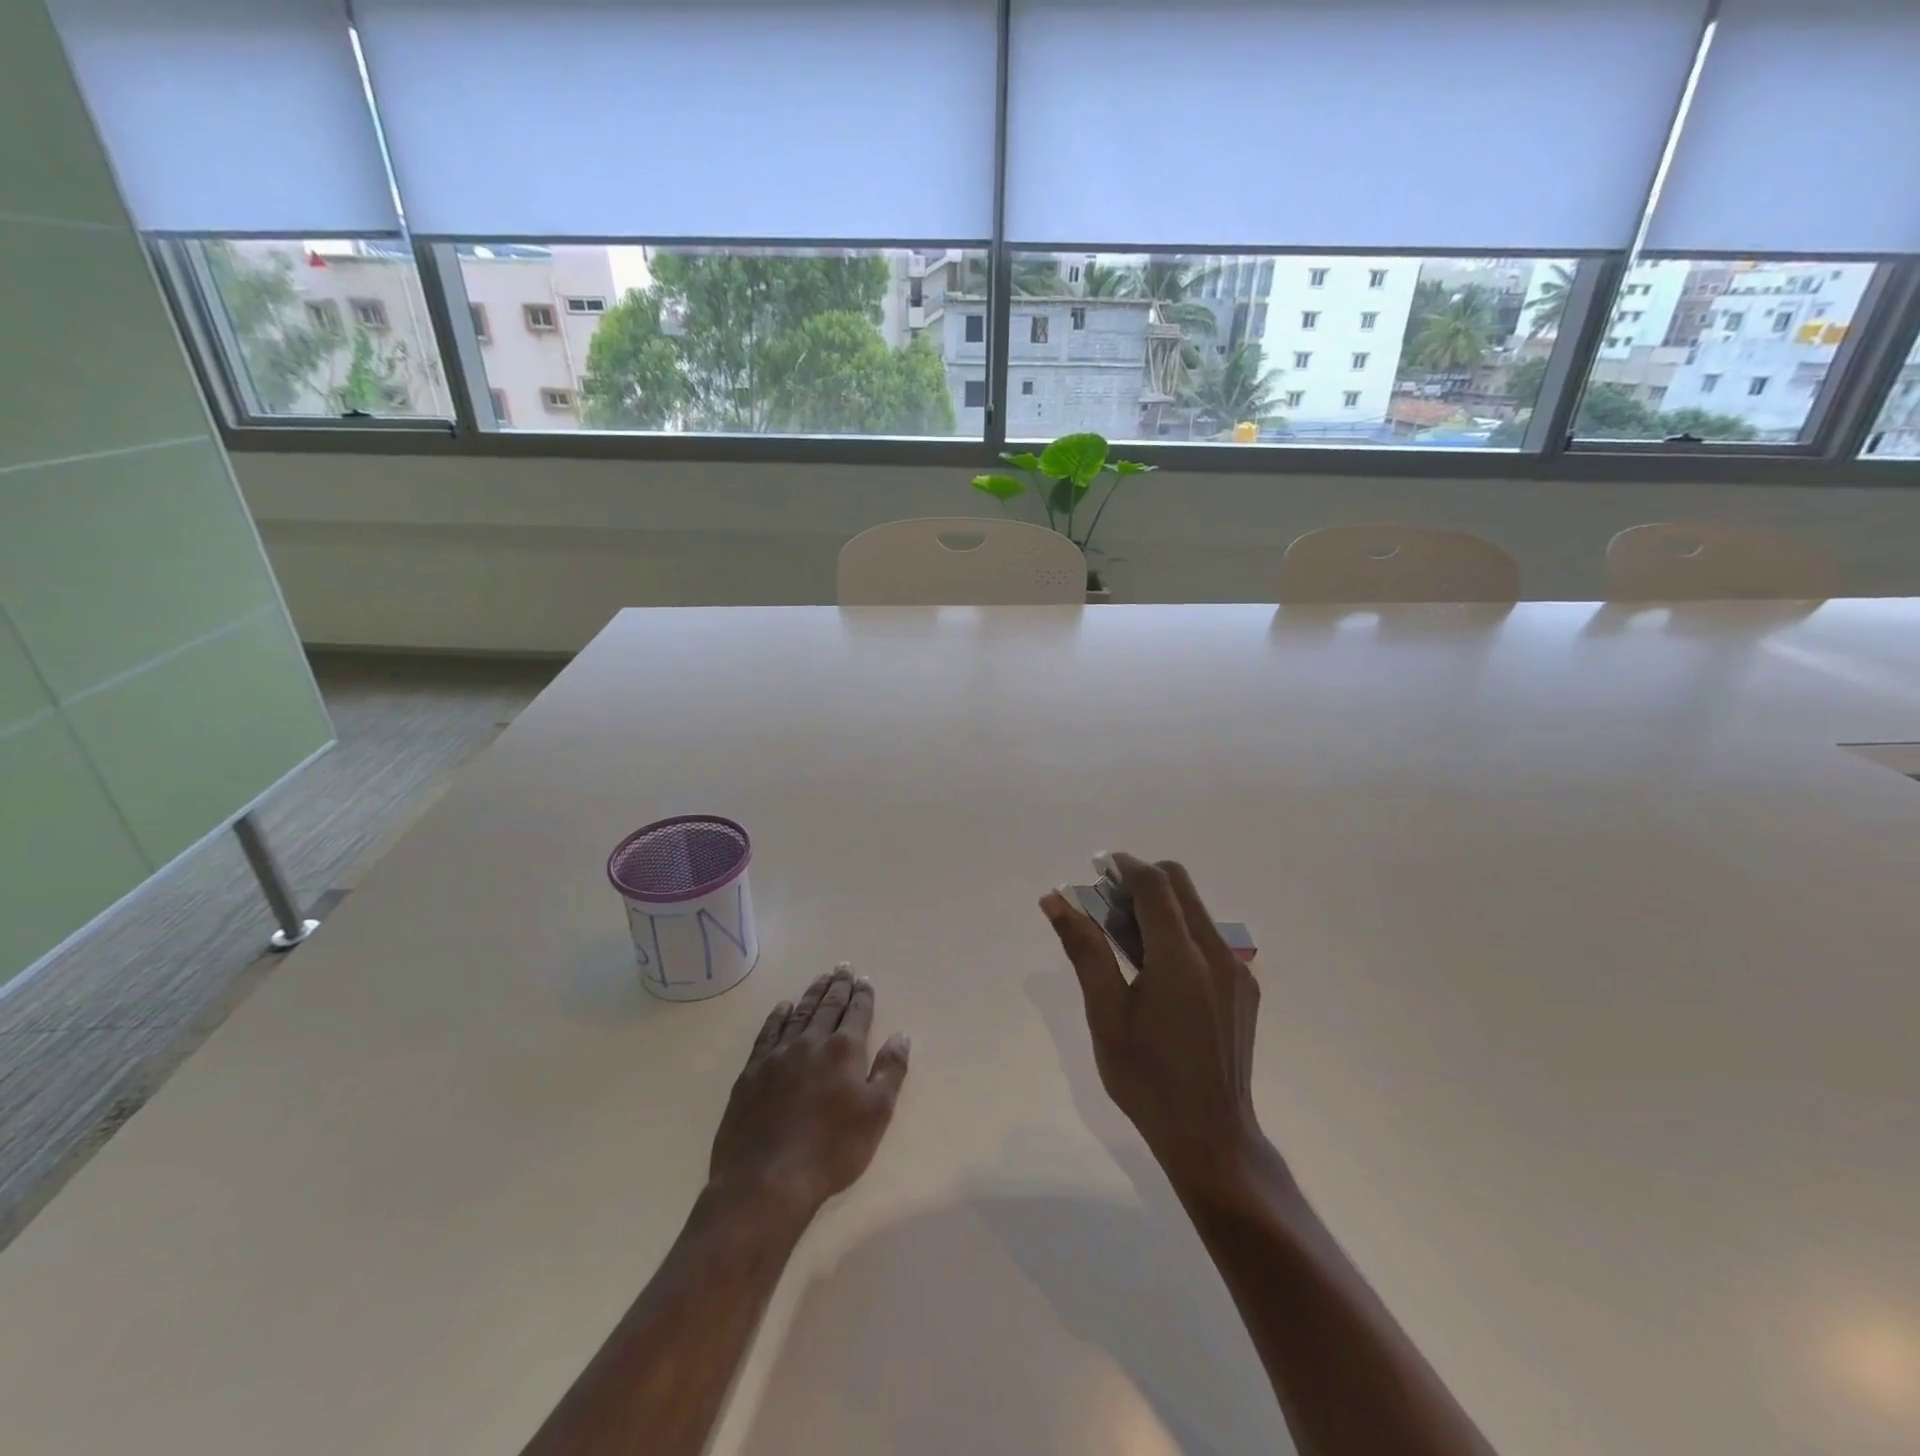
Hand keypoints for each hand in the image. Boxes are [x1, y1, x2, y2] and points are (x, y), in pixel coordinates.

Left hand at [708, 965, 910, 1218]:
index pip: (857, 1013)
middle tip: (843, 967)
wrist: (765, 1180)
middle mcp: (811, 1043)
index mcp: (844, 1051)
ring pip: (799, 1013)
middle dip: (838, 986)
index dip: (863, 996)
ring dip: (812, 994)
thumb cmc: (831, 1151)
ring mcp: (778, 1055)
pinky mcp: (752, 1072)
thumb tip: (900, 1035)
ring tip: (820, 978)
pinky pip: (768, 1032)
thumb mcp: (876, 1114)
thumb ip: (890, 1070)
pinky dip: (778, 1016)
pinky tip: (783, 1007)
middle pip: (828, 1006)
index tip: (865, 980)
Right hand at [1041, 855, 1266, 1195]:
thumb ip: (1084, 949)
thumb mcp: (1105, 1014)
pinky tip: (1156, 970)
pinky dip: (1178, 933)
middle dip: (1141, 881)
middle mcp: (1216, 953)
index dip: (1124, 865)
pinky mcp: (1245, 989)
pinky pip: (1208, 939)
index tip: (1097, 867)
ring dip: (1158, 907)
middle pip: (1180, 886)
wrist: (1211, 1137)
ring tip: (1124, 939)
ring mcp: (1237, 971)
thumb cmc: (1146, 1078)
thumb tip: (1055, 901)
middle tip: (1105, 903)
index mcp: (1180, 957)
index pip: (1155, 883)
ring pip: (1195, 911)